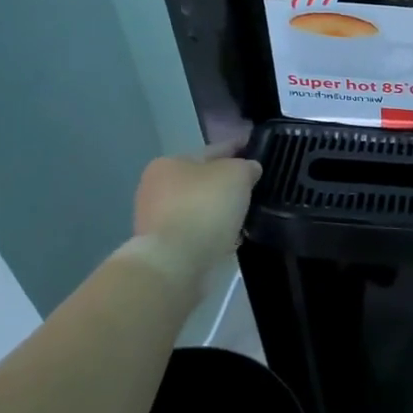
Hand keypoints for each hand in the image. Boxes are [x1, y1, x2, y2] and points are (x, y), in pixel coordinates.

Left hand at [131, 142, 262, 284]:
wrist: (175, 264)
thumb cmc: (204, 208)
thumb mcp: (236, 174)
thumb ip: (247, 166)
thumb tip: (250, 169)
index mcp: (168, 163)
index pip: (213, 150)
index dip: (237, 148)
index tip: (256, 150)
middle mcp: (156, 189)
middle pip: (202, 180)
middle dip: (226, 183)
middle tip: (254, 187)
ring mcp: (157, 221)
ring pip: (199, 208)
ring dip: (219, 211)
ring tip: (247, 215)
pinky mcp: (164, 249)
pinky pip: (197, 233)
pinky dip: (213, 233)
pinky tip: (231, 237)